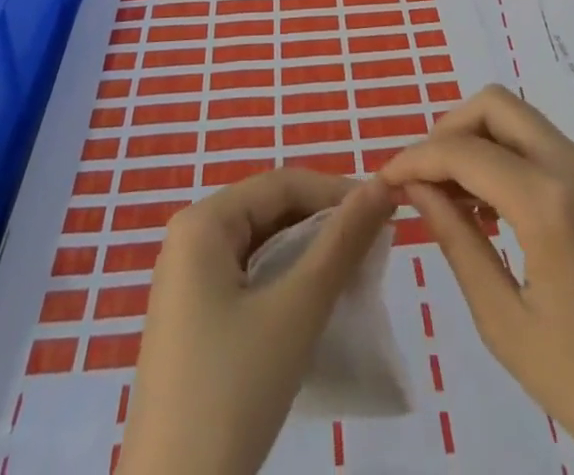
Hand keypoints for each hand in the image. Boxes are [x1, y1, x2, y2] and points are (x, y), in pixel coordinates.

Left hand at [117, 169, 396, 474]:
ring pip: (262, 247)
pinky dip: (286, 284)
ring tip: (356, 274)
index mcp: (202, 223)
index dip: (336, 191)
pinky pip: (248, 280)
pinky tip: (318, 305)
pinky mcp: (193, 321)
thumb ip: (341, 242)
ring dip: (309, 256)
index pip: (281, 184)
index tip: (386, 209)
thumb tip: (382, 185)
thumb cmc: (233, 390)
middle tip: (375, 246)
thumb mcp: (296, 310)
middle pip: (270, 211)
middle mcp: (189, 240)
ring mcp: (187, 283)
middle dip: (323, 225)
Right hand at [378, 87, 573, 474]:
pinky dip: (503, 154)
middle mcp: (572, 166)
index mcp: (548, 202)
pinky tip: (488, 207)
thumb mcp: (505, 322)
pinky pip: (538, 143)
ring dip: (476, 139)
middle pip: (494, 104)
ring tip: (449, 198)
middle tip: (422, 179)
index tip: (384, 180)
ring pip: (517, 117)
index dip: (416, 158)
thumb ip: (456, 241)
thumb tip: (415, 188)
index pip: (463, 150)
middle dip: (448, 129)